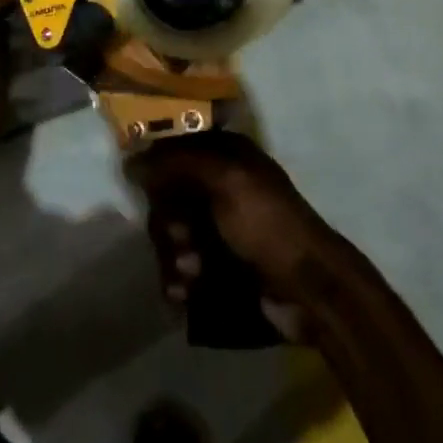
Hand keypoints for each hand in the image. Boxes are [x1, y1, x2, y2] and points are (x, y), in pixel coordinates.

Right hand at [130, 132, 338, 339]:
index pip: (176, 149)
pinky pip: (183, 266)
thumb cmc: (267, 223)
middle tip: (181, 239)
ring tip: (190, 274)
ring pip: (173, 234)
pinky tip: (184, 293)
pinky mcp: (220, 266)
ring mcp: (220, 228)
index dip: (156, 167)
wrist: (310, 289)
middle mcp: (220, 186)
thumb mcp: (225, 180)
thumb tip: (131, 162)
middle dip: (168, 222)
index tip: (140, 185)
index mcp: (227, 156)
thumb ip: (177, 164)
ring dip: (173, 255)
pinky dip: (179, 279)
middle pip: (169, 196)